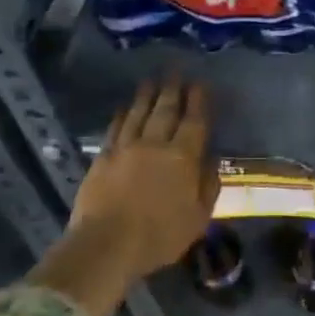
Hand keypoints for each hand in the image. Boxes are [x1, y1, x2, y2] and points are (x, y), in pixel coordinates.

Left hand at [71, 78, 218, 278]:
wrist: (106, 244)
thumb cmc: (159, 236)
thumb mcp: (198, 218)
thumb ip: (208, 186)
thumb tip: (211, 161)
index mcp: (183, 157)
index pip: (194, 121)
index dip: (198, 101)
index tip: (201, 84)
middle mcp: (155, 144)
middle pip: (165, 110)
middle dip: (173, 89)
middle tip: (176, 71)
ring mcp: (126, 148)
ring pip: (138, 113)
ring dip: (147, 95)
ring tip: (152, 80)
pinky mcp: (103, 157)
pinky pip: (115, 128)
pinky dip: (121, 115)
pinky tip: (124, 107)